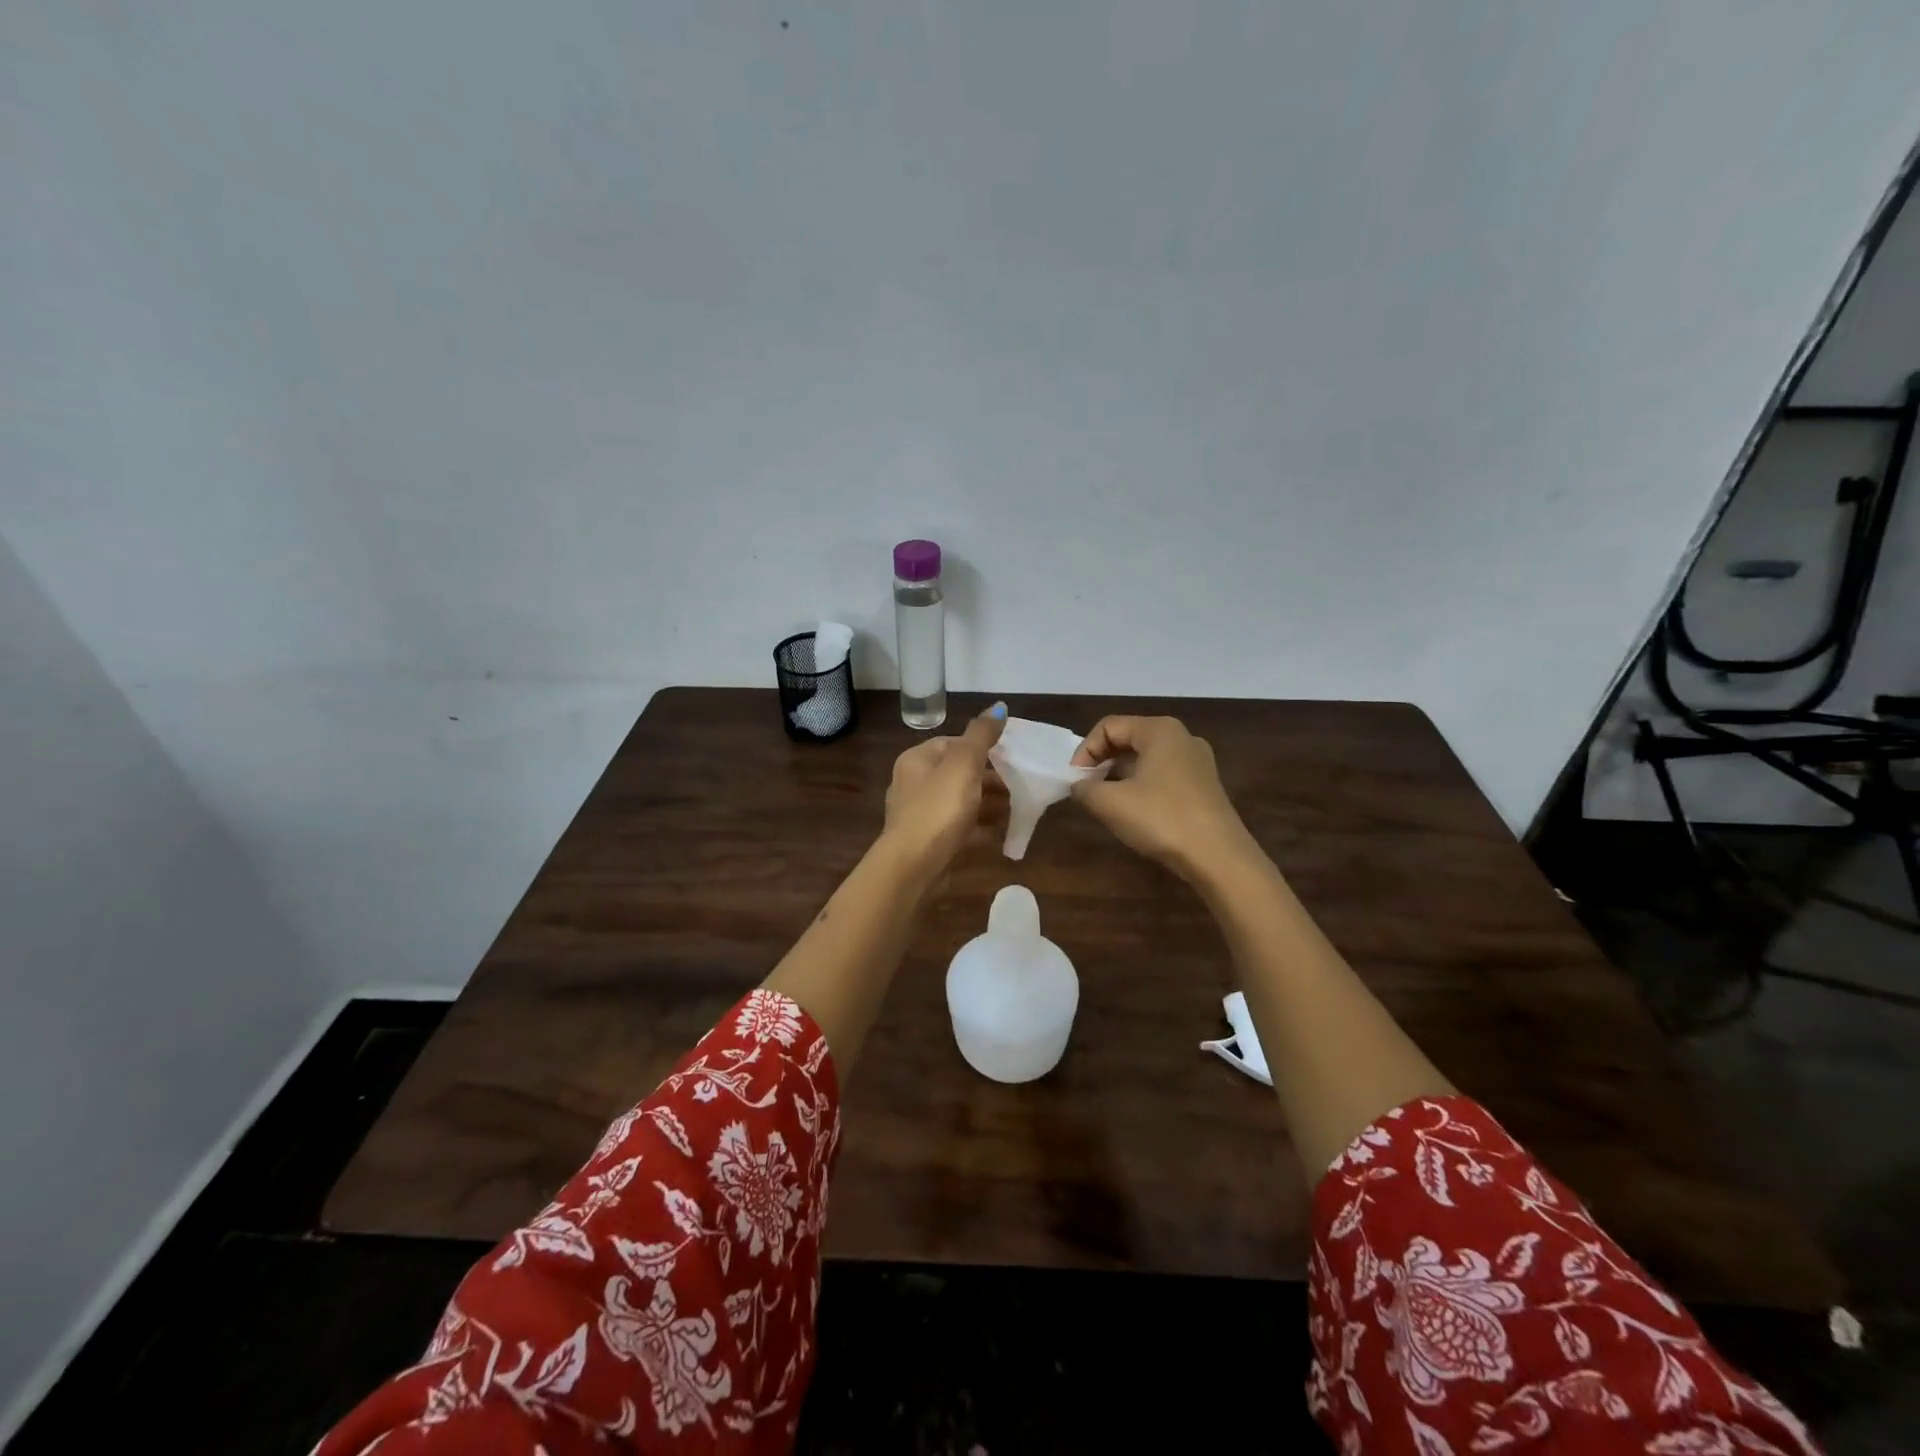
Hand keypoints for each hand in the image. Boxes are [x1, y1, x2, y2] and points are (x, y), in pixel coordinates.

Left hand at [880, 703, 1007, 880]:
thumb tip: (998, 706)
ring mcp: (920, 815)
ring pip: (960, 802)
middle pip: (958, 774)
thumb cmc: (938, 808)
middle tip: (1019, 785)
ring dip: (988, 805)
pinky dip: (980, 829)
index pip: (952, 743)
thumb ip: (982, 735)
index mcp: (917, 760)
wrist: (913, 866)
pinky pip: (960, 829)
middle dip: (990, 779)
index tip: (1010, 757)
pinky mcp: (930, 842)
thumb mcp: (964, 764)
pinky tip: (1002, 835)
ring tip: (1017, 809)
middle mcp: (914, 784)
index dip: (982, 747)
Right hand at [1070, 715, 1256, 880]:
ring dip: (1119, 777)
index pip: (1108, 727)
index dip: (1084, 751)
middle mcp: (1181, 737)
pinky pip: (1162, 776)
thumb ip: (1084, 788)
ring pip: (1145, 760)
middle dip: (1101, 763)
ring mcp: (1197, 762)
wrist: (1218, 857)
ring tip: (1106, 804)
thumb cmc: (1161, 819)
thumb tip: (1079, 786)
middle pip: (1128, 739)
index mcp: (1159, 730)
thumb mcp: (1109, 803)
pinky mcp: (1204, 786)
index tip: (1075, 781)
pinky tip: (1134, 814)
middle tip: (1086, 791)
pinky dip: (1141, 788)